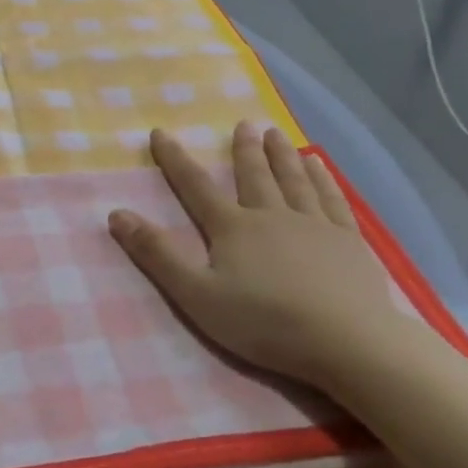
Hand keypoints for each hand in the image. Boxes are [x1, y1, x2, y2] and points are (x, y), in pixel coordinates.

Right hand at [108, 122, 405, 394]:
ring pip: (294, 181)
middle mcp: (271, 215)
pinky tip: (320, 167)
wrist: (350, 343)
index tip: (161, 132)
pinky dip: (323, 180)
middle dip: (244, 150)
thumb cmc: (265, 322)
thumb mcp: (196, 294)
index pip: (196, 186)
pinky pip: (332, 200)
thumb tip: (117, 214)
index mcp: (232, 228)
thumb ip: (156, 254)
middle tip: (244, 124)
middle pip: (254, 176)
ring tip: (276, 134)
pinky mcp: (348, 242)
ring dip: (282, 156)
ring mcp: (314, 226)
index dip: (175, 159)